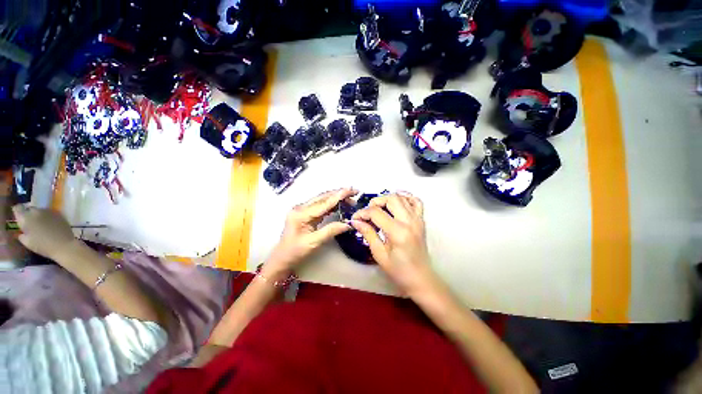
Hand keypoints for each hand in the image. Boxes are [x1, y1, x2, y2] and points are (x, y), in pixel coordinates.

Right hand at [11, 205, 77, 260]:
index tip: (20, 218)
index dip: (18, 212)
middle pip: (30, 209)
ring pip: (40, 210)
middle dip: (29, 215)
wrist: (62, 245)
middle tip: (32, 224)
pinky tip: (51, 225)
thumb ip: (22, 234)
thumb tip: (22, 231)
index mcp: (26, 218)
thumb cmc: (42, 246)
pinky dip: (48, 217)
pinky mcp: (58, 213)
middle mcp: (36, 211)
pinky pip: (50, 213)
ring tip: (42, 225)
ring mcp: (48, 211)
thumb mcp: (27, 242)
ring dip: (39, 216)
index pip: (18, 208)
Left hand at [265, 188, 357, 276]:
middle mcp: (301, 208)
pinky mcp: (305, 213)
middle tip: (354, 192)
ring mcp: (303, 209)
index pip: (323, 203)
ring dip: (336, 198)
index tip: (351, 190)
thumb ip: (331, 231)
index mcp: (301, 214)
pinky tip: (340, 204)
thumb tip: (348, 224)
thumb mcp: (313, 243)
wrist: (282, 258)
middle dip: (339, 193)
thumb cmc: (295, 252)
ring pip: (322, 199)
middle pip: (323, 197)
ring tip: (351, 199)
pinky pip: (321, 205)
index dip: (338, 196)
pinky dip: (332, 204)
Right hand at [350, 192, 437, 294]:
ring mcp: (417, 219)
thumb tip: (356, 221)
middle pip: (390, 199)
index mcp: (398, 232)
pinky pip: (416, 202)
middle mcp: (409, 221)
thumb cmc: (399, 270)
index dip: (362, 213)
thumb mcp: (379, 254)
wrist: (420, 279)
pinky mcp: (421, 221)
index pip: (376, 212)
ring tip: (379, 209)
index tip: (355, 219)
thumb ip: (368, 234)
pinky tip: (397, 202)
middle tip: (367, 213)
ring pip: (402, 197)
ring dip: (387, 199)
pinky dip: (406, 197)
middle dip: (375, 202)